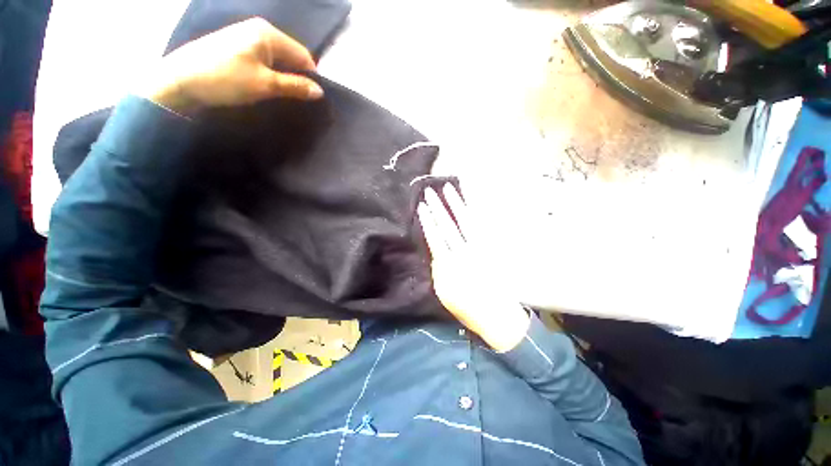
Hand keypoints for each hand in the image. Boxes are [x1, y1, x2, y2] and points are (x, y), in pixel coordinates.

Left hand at [137, 17, 323, 114]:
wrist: (180, 80)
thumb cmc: (226, 79)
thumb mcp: (266, 85)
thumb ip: (295, 86)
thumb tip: (319, 92)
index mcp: (268, 33)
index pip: (303, 55)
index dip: (310, 77)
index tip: (311, 98)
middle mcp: (259, 30)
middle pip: (290, 56)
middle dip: (297, 77)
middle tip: (297, 99)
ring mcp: (245, 37)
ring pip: (277, 59)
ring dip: (283, 77)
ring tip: (282, 95)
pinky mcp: (235, 47)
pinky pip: (263, 60)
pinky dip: (269, 74)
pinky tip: (265, 86)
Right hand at [418, 185, 529, 351]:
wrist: (499, 316)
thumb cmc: (469, 308)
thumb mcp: (445, 294)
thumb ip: (438, 271)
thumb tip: (436, 252)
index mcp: (451, 266)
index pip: (436, 238)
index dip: (428, 222)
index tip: (421, 207)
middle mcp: (466, 253)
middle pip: (449, 226)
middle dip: (438, 207)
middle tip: (429, 191)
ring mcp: (482, 248)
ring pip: (467, 220)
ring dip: (457, 203)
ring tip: (449, 188)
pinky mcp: (494, 248)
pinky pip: (485, 225)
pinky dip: (478, 211)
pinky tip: (472, 200)